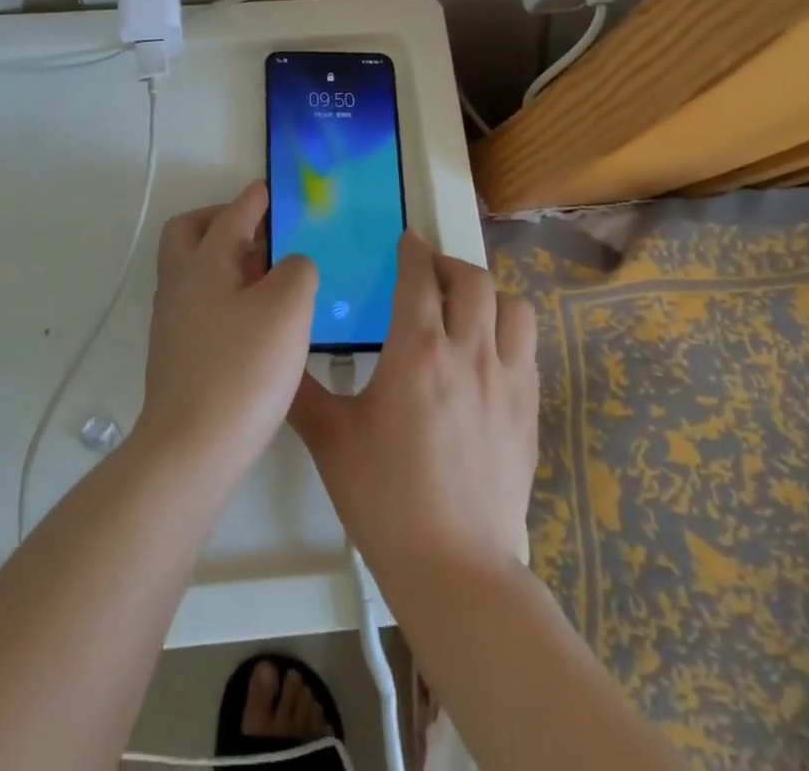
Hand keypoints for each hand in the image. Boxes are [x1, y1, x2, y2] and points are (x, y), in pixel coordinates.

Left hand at [140, 182, 318, 472]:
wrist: (192, 449)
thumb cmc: (242, 369)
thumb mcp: (287, 308)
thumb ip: (297, 270)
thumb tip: (291, 265)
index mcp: (202, 263)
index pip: (230, 216)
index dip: (254, 199)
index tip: (270, 189)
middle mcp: (179, 284)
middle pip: (188, 233)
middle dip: (220, 221)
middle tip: (258, 230)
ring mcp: (173, 321)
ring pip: (194, 270)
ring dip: (225, 259)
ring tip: (268, 273)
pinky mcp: (177, 353)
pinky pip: (201, 302)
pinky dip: (225, 293)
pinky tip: (256, 318)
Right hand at [289, 234, 537, 594]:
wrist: (455, 568)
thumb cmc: (385, 498)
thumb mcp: (330, 439)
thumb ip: (301, 390)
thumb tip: (279, 356)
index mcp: (417, 351)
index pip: (419, 277)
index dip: (413, 250)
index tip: (406, 240)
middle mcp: (468, 352)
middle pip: (472, 279)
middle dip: (447, 264)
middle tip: (427, 274)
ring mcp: (507, 380)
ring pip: (512, 306)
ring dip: (487, 294)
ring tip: (463, 308)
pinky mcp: (529, 409)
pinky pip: (527, 347)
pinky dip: (507, 331)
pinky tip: (486, 353)